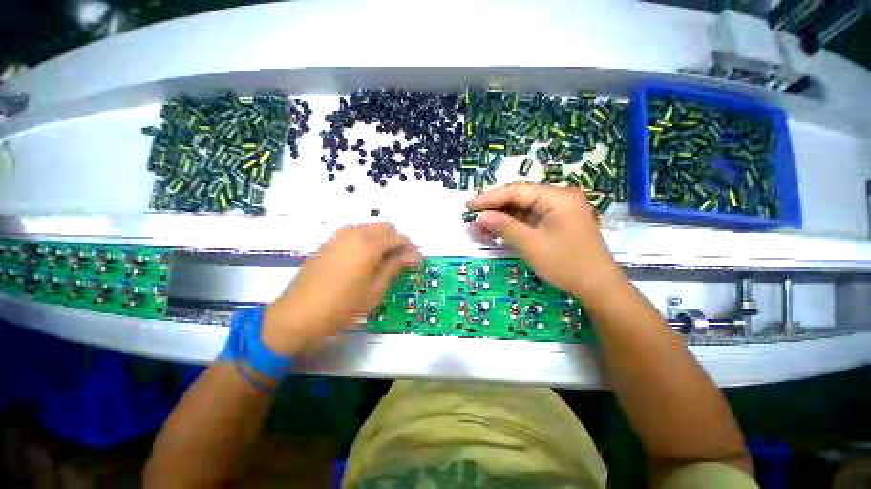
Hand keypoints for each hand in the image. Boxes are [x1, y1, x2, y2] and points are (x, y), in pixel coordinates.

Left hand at [262, 223, 421, 354]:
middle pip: (385, 228)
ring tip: (387, 261)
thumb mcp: (375, 289)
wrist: (298, 315)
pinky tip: (367, 260)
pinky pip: (356, 235)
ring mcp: (339, 236)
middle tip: (403, 260)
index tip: (418, 261)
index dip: (411, 248)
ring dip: (383, 241)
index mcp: (368, 244)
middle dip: (398, 241)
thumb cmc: (342, 306)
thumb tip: (413, 256)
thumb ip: (395, 267)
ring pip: (370, 229)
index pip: (398, 238)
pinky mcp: (329, 243)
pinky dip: (368, 242)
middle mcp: (354, 233)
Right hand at [467, 183, 624, 300]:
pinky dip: (515, 225)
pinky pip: (532, 218)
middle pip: (520, 197)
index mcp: (557, 197)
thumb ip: (504, 226)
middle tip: (472, 217)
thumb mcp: (530, 244)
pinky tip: (499, 230)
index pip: (516, 191)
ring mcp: (560, 209)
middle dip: (495, 208)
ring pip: (524, 208)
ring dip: (503, 217)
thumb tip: (480, 217)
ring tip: (481, 227)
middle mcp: (560, 197)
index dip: (489, 198)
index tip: (468, 205)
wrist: (598, 287)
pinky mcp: (559, 221)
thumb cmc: (565, 264)